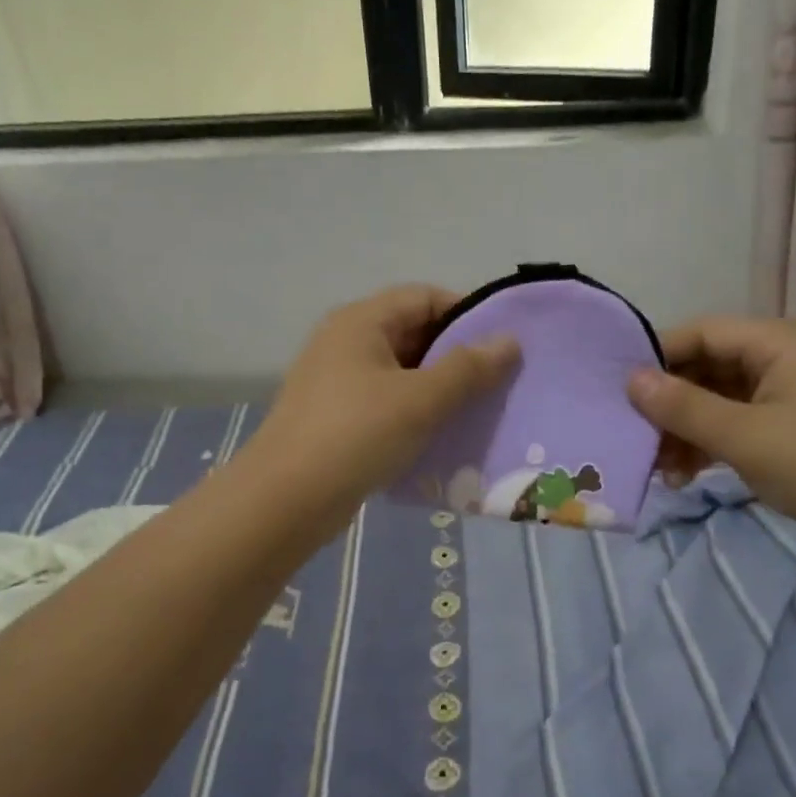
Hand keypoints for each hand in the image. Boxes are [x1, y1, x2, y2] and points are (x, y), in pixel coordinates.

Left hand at [250, 285, 519, 513]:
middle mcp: (345, 342)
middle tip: (496, 381)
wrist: (286, 499)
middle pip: (412, 332)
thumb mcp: (421, 399)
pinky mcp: (334, 416)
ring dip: (437, 387)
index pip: (424, 297)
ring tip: (476, 410)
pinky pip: (385, 402)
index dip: (466, 313)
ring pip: (400, 372)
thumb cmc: (357, 434)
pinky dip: (414, 412)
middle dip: (456, 355)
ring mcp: (336, 381)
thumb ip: (468, 368)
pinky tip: (440, 436)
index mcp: (361, 321)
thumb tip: (509, 341)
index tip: (502, 344)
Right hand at [626, 316, 795, 552]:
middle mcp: (788, 357)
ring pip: (720, 398)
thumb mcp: (743, 437)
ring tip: (658, 467)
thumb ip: (683, 406)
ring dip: (686, 428)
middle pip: (710, 366)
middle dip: (671, 403)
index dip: (660, 357)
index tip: (619, 388)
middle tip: (635, 435)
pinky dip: (709, 442)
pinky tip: (683, 474)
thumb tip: (631, 380)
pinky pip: (737, 421)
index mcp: (785, 341)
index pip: (705, 332)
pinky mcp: (792, 426)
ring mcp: (792, 393)